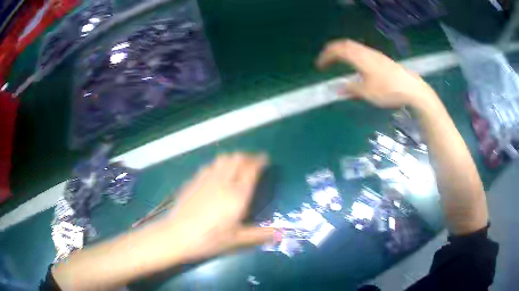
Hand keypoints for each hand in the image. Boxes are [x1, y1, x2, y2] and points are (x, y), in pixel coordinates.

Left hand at [165, 153, 274, 261]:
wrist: (177, 235)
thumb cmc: (209, 239)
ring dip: (233, 158)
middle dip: (247, 157)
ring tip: (237, 165)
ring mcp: (206, 180)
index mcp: (237, 195)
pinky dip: (218, 164)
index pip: (251, 169)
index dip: (260, 161)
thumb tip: (281, 235)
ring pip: (222, 159)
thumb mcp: (236, 240)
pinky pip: (209, 165)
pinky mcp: (193, 181)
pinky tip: (216, 174)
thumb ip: (260, 235)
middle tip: (253, 162)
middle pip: (237, 158)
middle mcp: (223, 182)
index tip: (266, 159)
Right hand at [316, 39, 437, 108]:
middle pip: (345, 44)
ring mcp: (375, 54)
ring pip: (354, 47)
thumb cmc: (388, 90)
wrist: (412, 89)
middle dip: (333, 50)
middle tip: (326, 60)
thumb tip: (337, 89)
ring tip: (338, 61)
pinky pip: (361, 51)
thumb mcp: (367, 93)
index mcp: (360, 58)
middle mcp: (366, 52)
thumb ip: (351, 89)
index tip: (319, 66)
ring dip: (343, 51)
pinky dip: (352, 54)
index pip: (338, 51)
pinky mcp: (381, 59)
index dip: (326, 56)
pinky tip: (356, 65)